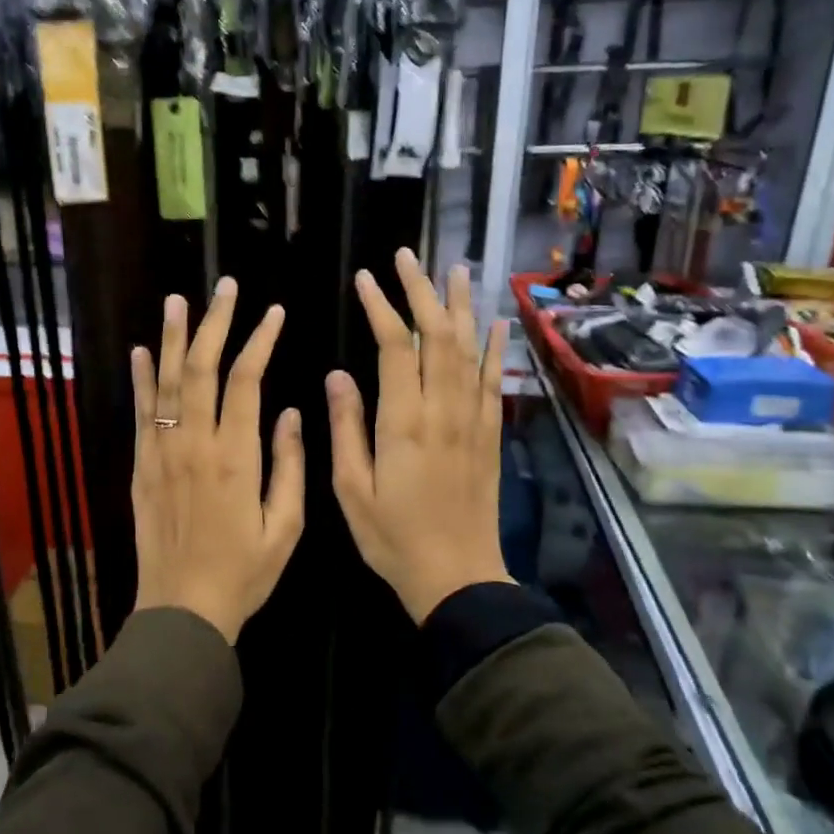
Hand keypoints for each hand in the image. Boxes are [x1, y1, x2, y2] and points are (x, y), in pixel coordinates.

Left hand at [131, 279, 304, 644]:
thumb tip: (292, 412)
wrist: (182, 609)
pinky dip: (140, 380)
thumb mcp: (285, 527)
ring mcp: (161, 454)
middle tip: (224, 287)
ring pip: (166, 383)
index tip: (273, 313)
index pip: (245, 381)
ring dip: (173, 338)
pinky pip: (140, 414)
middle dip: (214, 323)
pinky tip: (141, 351)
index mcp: (235, 457)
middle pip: (201, 368)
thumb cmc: (243, 573)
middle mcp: (194, 445)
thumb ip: (289, 466)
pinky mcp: (141, 468)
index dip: (259, 341)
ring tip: (178, 300)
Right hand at [328, 251, 512, 624]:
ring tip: (455, 270)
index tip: (366, 278)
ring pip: (469, 350)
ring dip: (461, 307)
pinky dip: (495, 348)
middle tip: (408, 256)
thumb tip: (337, 375)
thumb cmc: (392, 537)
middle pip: (437, 336)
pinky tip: (496, 324)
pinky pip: (494, 382)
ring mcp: (473, 421)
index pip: (396, 346)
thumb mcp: (350, 488)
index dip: (381, 306)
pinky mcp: (490, 435)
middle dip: (421, 291)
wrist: (457, 577)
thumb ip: (346, 428)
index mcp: (404, 421)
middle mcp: (444, 410)